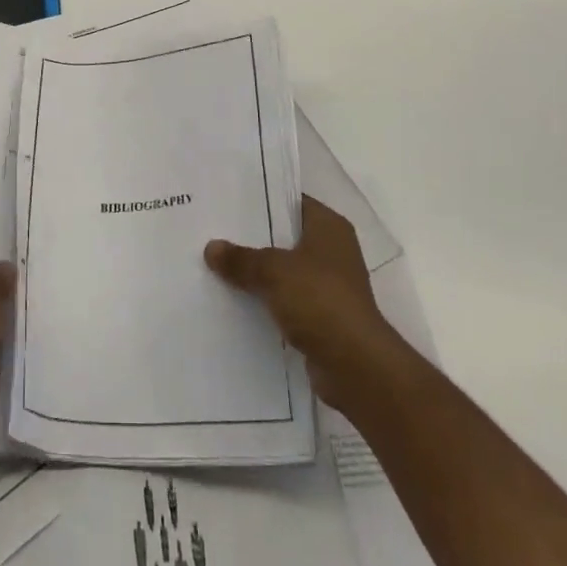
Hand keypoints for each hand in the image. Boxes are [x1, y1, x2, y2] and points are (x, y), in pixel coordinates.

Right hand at [205, 196, 406, 415]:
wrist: (355, 366)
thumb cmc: (319, 300)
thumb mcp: (273, 271)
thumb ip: (241, 258)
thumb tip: (211, 247)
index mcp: (329, 227)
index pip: (291, 201)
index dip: (262, 199)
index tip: (229, 200)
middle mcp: (333, 251)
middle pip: (286, 236)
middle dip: (254, 238)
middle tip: (214, 230)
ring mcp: (329, 285)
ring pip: (284, 270)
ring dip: (258, 273)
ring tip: (217, 264)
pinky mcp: (322, 317)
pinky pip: (286, 300)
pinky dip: (266, 301)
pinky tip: (235, 300)